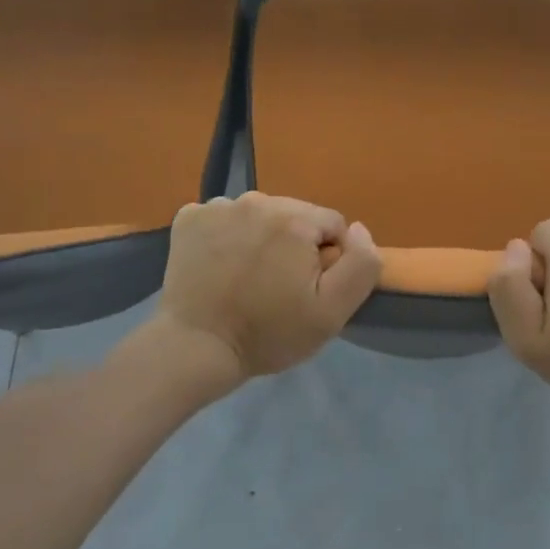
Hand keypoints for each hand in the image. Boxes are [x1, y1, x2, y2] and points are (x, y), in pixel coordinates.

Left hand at [157, 192, 382, 379]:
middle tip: (278, 286)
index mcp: (294, 218)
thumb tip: (359, 229)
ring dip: (261, 238)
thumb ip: (361, 264)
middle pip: (295, 215)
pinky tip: (220, 266)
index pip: (332, 225)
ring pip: (259, 215)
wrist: (195, 348)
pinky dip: (226, 236)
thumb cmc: (269, 333)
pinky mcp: (188, 218)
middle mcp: (257, 200)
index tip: (309, 288)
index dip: (328, 258)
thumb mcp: (332, 311)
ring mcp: (217, 206)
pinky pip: (223, 218)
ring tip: (248, 277)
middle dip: (294, 244)